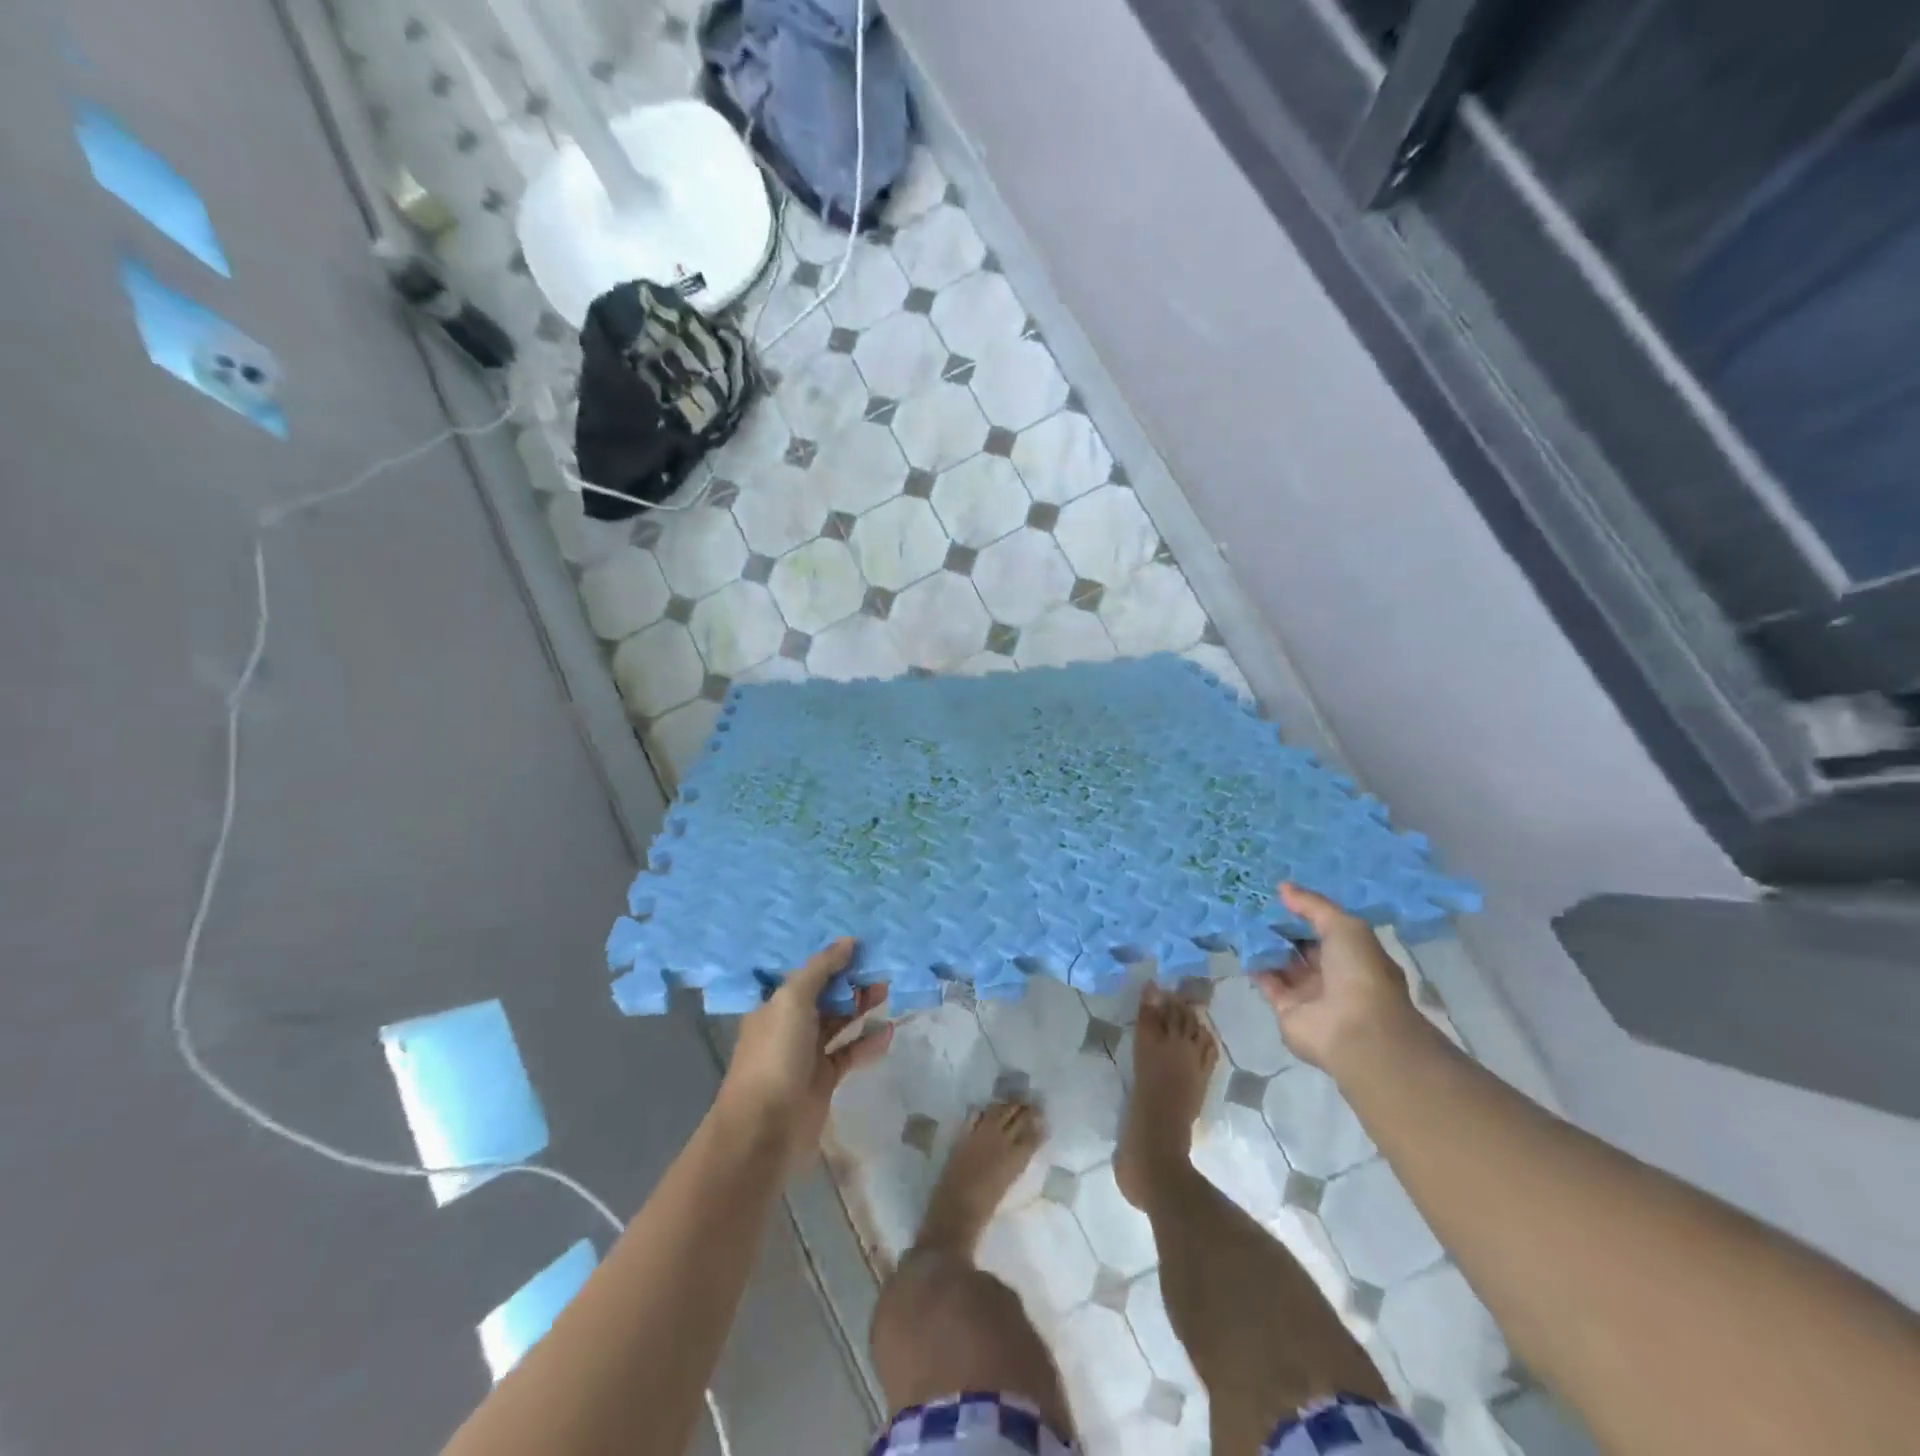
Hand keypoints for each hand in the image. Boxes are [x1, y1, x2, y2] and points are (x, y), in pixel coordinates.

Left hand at [718, 938, 892, 1172]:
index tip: (861, 944)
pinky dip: (868, 1042)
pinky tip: (889, 1031)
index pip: (806, 973)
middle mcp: (789, 1025)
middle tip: (881, 966)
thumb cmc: (775, 1055)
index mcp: (774, 1004)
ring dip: (861, 1006)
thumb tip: (848, 941)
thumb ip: (821, 968)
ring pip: (838, 1022)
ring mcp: (806, 1054)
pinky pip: (849, 1053)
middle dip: (850, 981)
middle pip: (825, 995)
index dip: (831, 958)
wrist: (764, 1129)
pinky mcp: (823, 1080)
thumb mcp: (793, 1000)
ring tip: (889, 989)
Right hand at [1252, 883, 1425, 1074]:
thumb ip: (1313, 906)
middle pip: (1303, 947)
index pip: (1327, 930)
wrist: (1355, 1030)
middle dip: (1282, 927)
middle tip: (1253, 902)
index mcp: (1355, 956)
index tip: (1280, 895)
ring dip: (1265, 944)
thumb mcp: (1344, 926)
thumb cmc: (1359, 972)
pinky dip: (1255, 964)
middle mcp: (1333, 975)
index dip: (1306, 913)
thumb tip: (1283, 887)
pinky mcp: (1286, 1009)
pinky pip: (1267, 981)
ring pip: (1283, 963)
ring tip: (1241, 917)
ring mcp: (1310, 994)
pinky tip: (1240, 943)